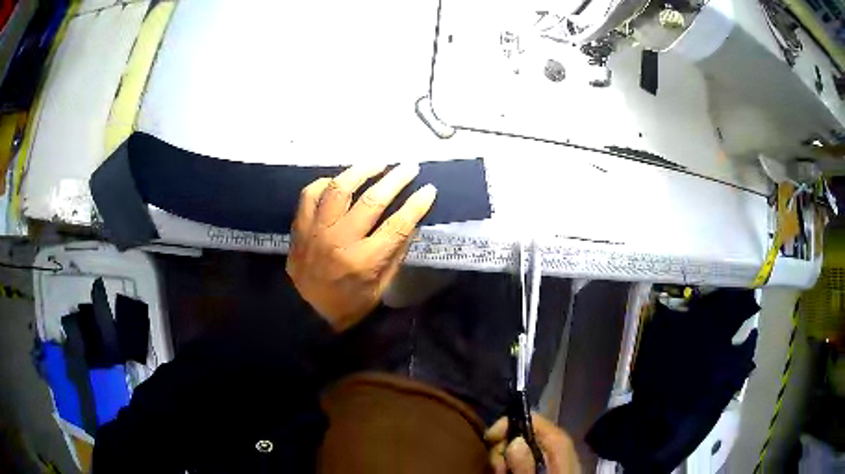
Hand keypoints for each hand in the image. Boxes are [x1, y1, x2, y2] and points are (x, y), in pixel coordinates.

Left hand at [286, 163, 436, 331]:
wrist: (303, 312)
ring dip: (361, 171)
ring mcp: (316, 230)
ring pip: (338, 189)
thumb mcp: (380, 288)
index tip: (429, 189)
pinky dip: (326, 182)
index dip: (416, 205)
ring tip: (377, 163)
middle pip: (371, 201)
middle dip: (395, 179)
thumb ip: (395, 254)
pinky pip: (310, 193)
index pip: (397, 225)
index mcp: (363, 262)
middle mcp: (340, 240)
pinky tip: (339, 181)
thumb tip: (411, 222)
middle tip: (409, 167)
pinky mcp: (300, 226)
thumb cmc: (347, 305)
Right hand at [485, 413, 580, 473]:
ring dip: (503, 459)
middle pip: (520, 432)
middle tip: (497, 469)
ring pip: (517, 446)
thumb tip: (514, 441)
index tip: (489, 439)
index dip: (508, 423)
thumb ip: (527, 464)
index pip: (532, 418)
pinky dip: (510, 465)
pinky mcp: (541, 465)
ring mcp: (547, 455)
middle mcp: (553, 444)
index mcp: (558, 442)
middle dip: (503, 447)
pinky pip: (521, 458)